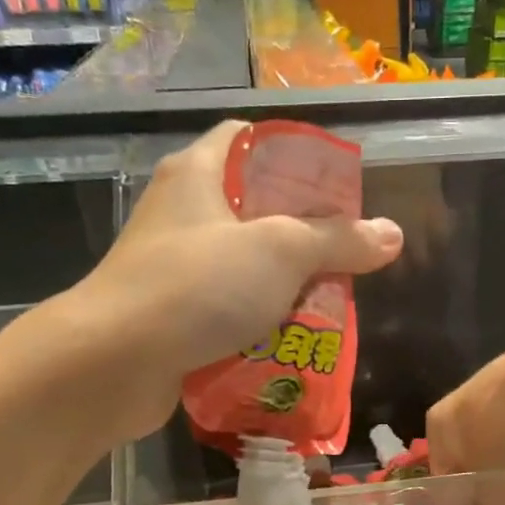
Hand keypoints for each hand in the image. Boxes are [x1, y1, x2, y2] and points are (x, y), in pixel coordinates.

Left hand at [65, 120, 402, 436]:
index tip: (332, 185)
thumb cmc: (197, 287)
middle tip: (342, 253)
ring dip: (282, 285)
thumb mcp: (280, 252)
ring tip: (328, 301)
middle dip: (299, 232)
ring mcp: (171, 271)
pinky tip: (292, 341)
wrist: (113, 364)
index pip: (245, 140)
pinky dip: (257, 324)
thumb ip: (338, 240)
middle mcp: (180, 216)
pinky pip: (226, 313)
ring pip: (241, 267)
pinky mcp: (171, 319)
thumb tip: (392, 234)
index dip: (291, 153)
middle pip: (250, 209)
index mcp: (196, 175)